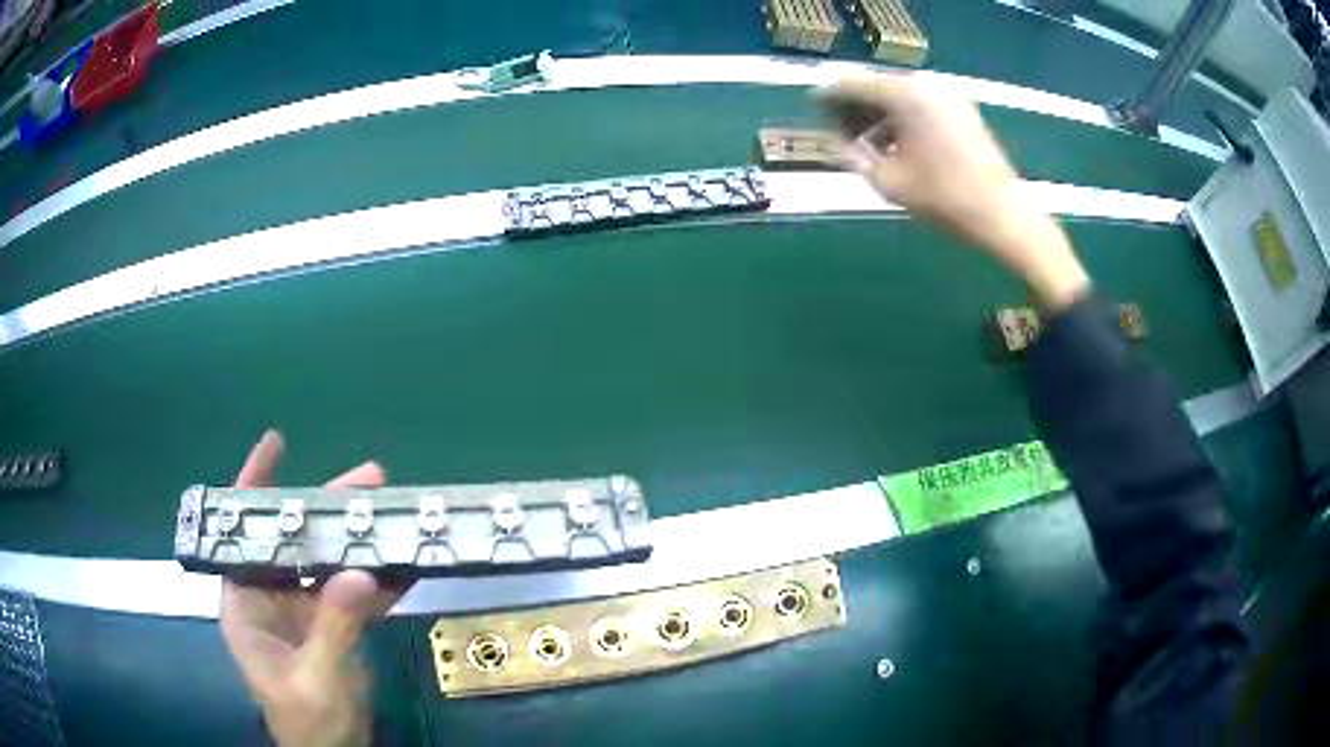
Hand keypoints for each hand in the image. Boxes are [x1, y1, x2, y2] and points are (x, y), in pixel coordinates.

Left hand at [220, 431, 409, 746]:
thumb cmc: (307, 722)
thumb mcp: (316, 678)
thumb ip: (334, 628)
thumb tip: (361, 574)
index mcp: (246, 603)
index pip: (243, 535)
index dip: (254, 488)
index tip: (276, 446)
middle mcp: (271, 597)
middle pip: (295, 540)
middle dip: (328, 508)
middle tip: (370, 480)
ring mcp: (305, 611)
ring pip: (329, 562)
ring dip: (359, 539)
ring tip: (392, 511)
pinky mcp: (334, 627)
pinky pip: (356, 594)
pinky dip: (379, 579)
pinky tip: (406, 563)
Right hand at [818, 74, 1090, 311]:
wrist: (1004, 215)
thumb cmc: (945, 200)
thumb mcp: (887, 182)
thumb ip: (852, 155)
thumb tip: (836, 141)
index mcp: (903, 96)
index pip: (850, 85)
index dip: (827, 99)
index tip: (813, 114)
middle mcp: (925, 85)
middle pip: (875, 86)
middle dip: (854, 108)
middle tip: (840, 135)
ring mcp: (947, 95)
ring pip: (898, 95)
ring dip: (877, 115)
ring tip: (868, 145)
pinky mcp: (962, 109)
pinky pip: (920, 104)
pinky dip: (902, 118)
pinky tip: (898, 145)